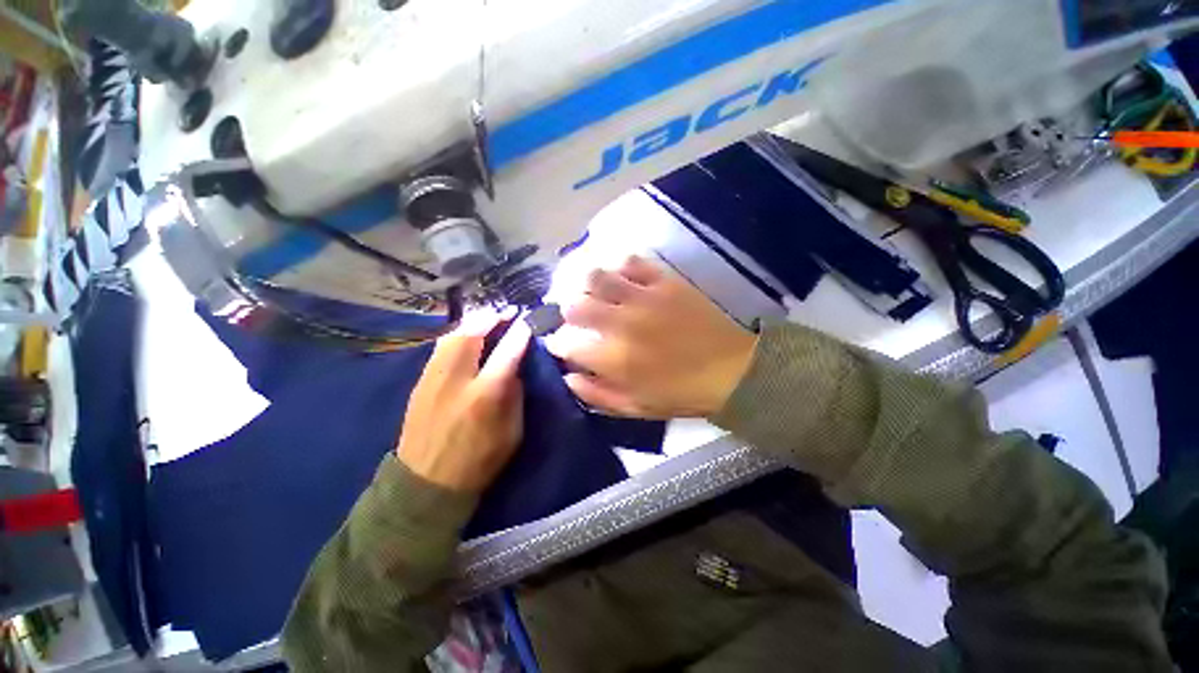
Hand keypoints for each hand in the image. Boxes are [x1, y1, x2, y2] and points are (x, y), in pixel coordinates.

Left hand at [397, 308, 531, 491]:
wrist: (427, 484)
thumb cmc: (479, 460)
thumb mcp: (512, 431)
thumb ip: (515, 395)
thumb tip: (514, 367)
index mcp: (485, 395)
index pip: (507, 352)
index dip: (521, 332)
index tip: (529, 320)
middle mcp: (456, 380)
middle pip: (472, 334)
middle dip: (491, 317)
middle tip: (506, 313)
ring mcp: (433, 379)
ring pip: (451, 336)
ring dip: (473, 323)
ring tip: (487, 320)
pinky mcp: (420, 382)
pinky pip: (440, 348)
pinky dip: (457, 335)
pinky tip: (466, 337)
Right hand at [544, 256, 755, 418]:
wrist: (731, 370)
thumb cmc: (680, 393)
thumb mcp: (635, 407)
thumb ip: (596, 395)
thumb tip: (568, 376)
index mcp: (613, 359)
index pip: (566, 343)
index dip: (558, 343)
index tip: (561, 344)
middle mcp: (621, 323)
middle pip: (574, 305)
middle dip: (567, 312)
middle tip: (576, 318)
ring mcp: (643, 298)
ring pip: (596, 276)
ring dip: (587, 285)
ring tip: (595, 293)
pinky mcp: (664, 282)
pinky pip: (631, 262)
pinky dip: (619, 267)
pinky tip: (622, 278)